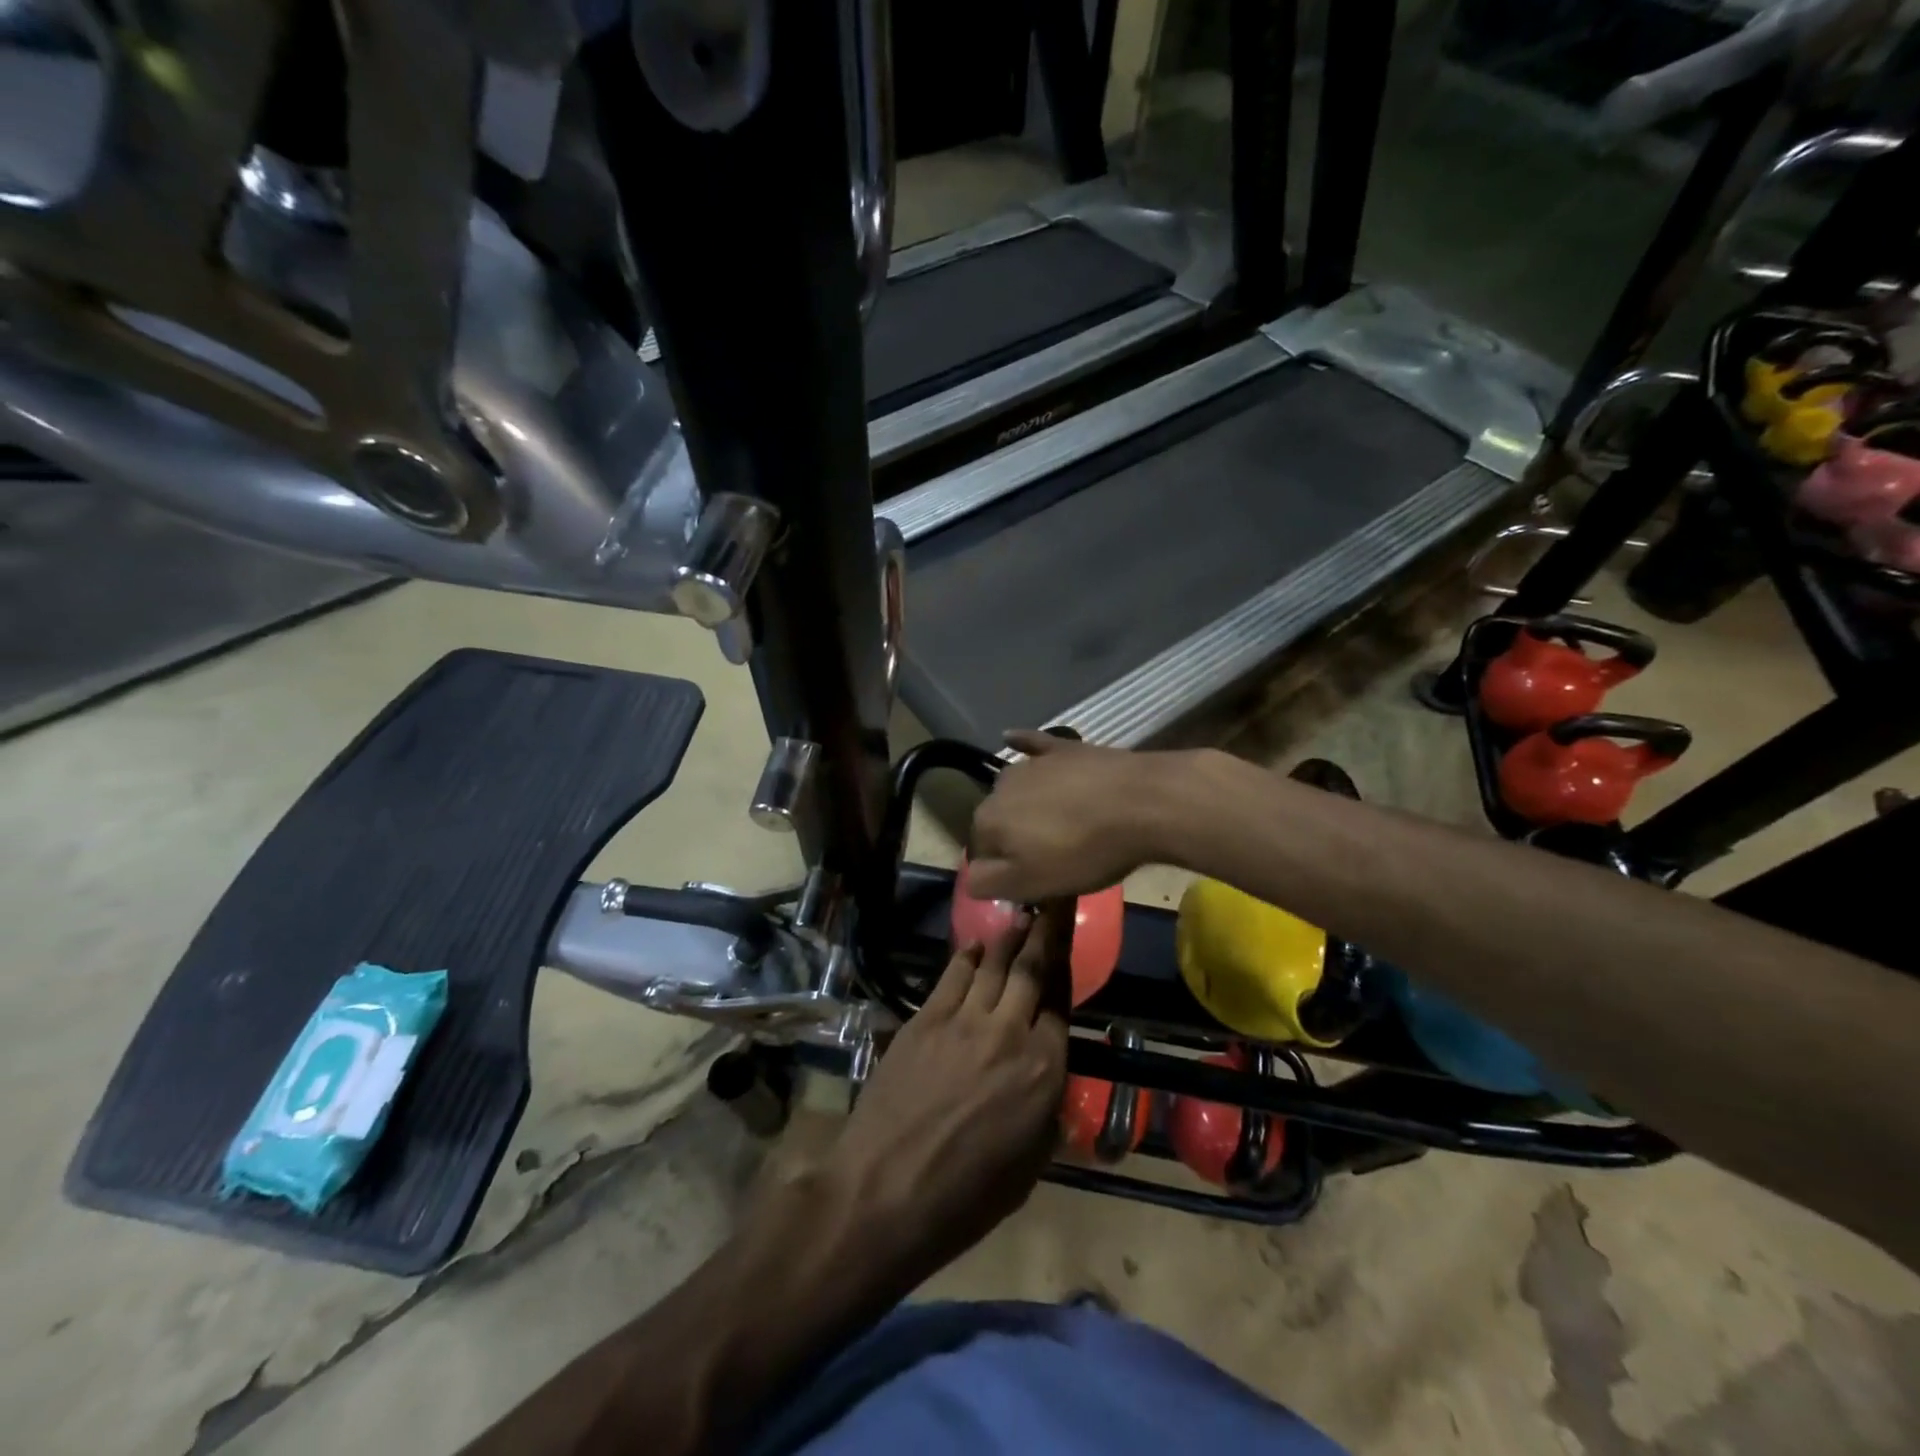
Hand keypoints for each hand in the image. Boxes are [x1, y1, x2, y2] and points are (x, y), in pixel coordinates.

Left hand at [823, 905, 1073, 1279]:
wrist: (885, 1192)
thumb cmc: (965, 1197)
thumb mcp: (1029, 1167)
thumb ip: (1047, 1114)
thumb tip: (1048, 1083)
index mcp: (1044, 1071)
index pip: (1060, 1002)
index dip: (1065, 968)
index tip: (1067, 943)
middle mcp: (1010, 1033)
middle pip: (1030, 970)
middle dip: (1044, 934)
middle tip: (1051, 905)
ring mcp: (964, 1020)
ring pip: (993, 964)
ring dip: (1009, 938)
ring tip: (1019, 917)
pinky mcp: (925, 1018)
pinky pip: (953, 975)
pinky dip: (968, 956)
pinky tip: (975, 945)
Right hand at [968, 730, 1180, 900]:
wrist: (1141, 804)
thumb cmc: (1085, 851)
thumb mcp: (1033, 883)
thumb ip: (989, 883)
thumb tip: (971, 877)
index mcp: (988, 820)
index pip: (980, 851)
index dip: (1004, 869)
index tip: (1031, 881)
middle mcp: (999, 786)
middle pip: (999, 819)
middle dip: (1015, 837)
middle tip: (1051, 857)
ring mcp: (1032, 763)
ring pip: (1017, 790)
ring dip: (1026, 805)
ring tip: (1057, 823)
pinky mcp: (1062, 748)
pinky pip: (1033, 745)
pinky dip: (1022, 744)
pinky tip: (1012, 737)